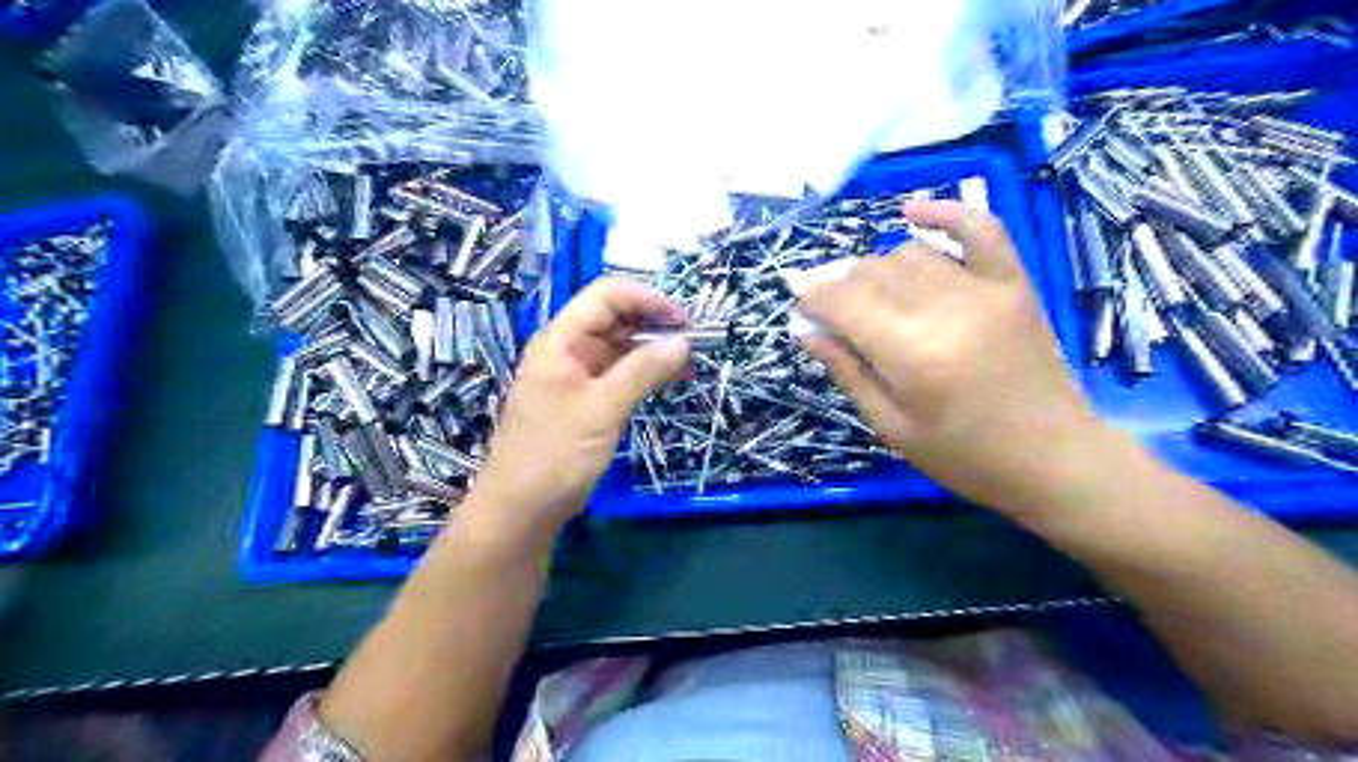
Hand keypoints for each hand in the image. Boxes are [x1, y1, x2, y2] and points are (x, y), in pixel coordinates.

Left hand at [466, 276, 692, 542]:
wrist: (521, 509)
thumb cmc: (555, 455)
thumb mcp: (602, 409)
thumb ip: (643, 371)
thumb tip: (684, 342)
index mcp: (562, 340)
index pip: (607, 296)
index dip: (648, 300)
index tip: (684, 321)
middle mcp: (569, 349)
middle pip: (615, 318)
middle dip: (655, 324)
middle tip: (693, 345)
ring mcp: (577, 375)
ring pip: (621, 347)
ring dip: (654, 350)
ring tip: (689, 365)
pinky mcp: (586, 399)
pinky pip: (619, 373)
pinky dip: (645, 373)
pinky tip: (669, 380)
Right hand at [798, 200, 1107, 514]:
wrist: (1054, 458)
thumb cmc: (964, 456)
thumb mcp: (891, 426)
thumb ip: (847, 372)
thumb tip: (805, 330)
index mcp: (911, 355)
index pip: (845, 303)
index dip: (814, 297)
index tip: (799, 302)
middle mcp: (945, 310)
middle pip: (873, 273)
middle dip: (842, 286)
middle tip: (835, 313)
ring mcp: (985, 290)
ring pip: (910, 254)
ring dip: (879, 269)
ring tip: (873, 296)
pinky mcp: (1014, 284)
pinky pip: (980, 229)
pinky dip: (945, 213)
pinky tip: (912, 212)